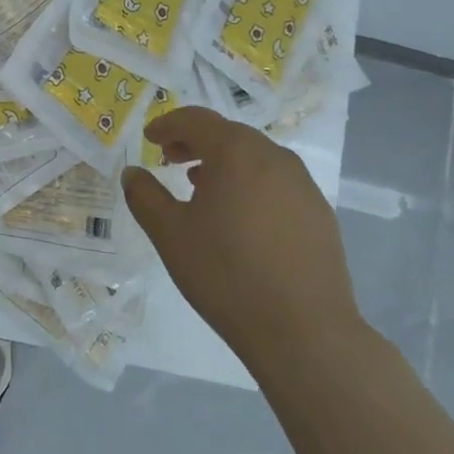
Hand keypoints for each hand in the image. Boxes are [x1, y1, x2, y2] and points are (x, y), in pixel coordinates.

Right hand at [122, 106, 361, 370]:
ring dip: (224, 162)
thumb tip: (133, 172)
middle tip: (169, 159)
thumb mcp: (169, 233)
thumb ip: (144, 195)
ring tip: (200, 186)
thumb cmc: (226, 274)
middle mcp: (274, 158)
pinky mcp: (320, 215)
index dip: (168, 124)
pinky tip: (238, 217)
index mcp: (236, 153)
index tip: (149, 139)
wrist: (304, 332)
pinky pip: (277, 183)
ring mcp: (303, 186)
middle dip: (195, 141)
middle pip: (228, 134)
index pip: (196, 120)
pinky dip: (250, 184)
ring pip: (256, 158)